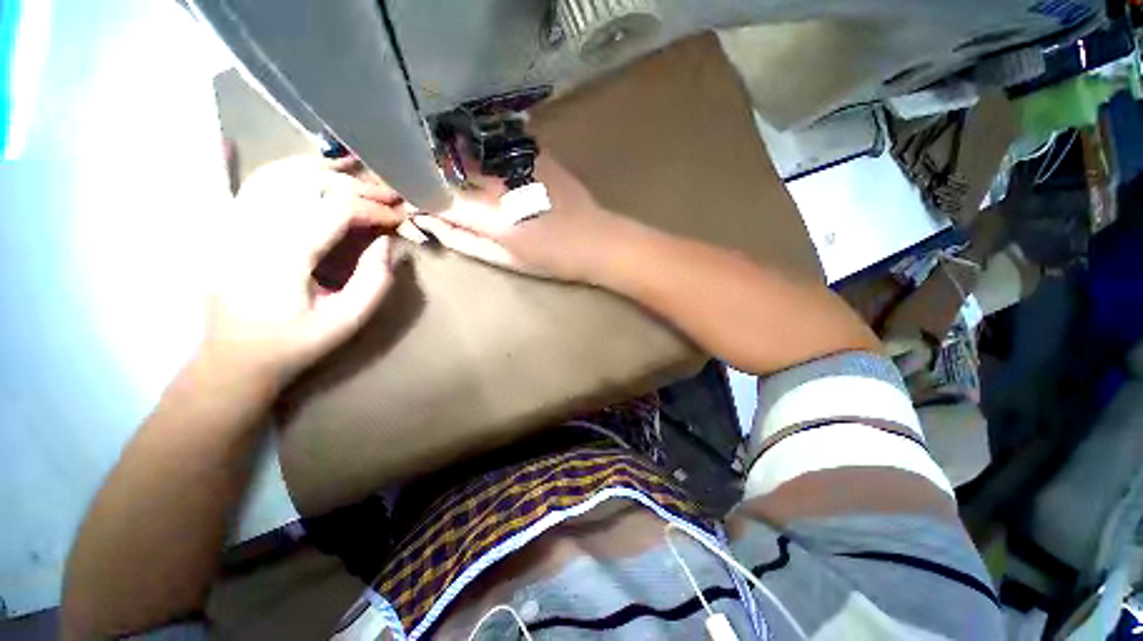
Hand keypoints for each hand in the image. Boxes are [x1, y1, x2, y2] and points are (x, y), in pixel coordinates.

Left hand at [201, 156, 405, 387]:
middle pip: (311, 185)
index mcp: (285, 256)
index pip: (337, 210)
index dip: (374, 209)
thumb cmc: (296, 343)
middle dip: (357, 186)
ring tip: (354, 166)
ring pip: (280, 175)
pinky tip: (297, 160)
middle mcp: (254, 229)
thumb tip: (388, 243)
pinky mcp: (228, 226)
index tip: (400, 218)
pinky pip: (252, 183)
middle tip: (389, 194)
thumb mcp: (346, 321)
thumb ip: (374, 281)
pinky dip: (281, 167)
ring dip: (322, 167)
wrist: (234, 357)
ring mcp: (234, 223)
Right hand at [413, 155, 626, 282]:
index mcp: (490, 217)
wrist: (596, 240)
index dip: (413, 194)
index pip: (434, 196)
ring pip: (465, 150)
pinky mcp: (531, 152)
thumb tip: (429, 223)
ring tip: (439, 164)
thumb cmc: (553, 259)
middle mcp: (497, 183)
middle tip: (414, 177)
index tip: (402, 196)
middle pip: (445, 167)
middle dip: (423, 170)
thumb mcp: (508, 261)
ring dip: (446, 156)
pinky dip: (474, 148)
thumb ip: (466, 242)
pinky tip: (473, 155)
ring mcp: (515, 162)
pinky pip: (491, 143)